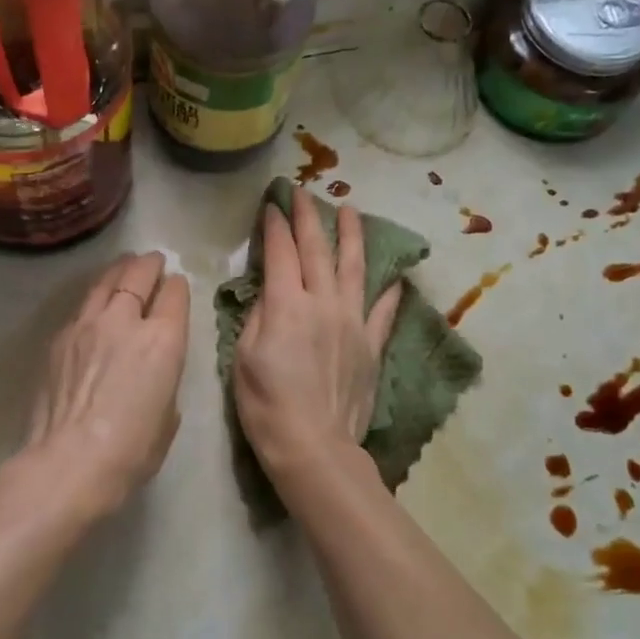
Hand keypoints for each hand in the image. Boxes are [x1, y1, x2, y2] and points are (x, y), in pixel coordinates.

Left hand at [15, 251, 190, 520]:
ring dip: (119, 271)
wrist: (69, 462)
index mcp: (164, 340)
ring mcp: (87, 325)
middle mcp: (126, 321)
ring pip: (105, 282)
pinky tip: (95, 305)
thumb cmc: (131, 451)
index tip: (177, 284)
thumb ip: (165, 382)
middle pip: (138, 275)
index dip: (178, 286)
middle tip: (153, 260)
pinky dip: (94, 299)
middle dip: (149, 265)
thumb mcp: (168, 417)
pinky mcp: (60, 338)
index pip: (174, 294)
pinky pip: (82, 307)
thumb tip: (152, 375)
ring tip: (124, 266)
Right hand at [234, 192, 401, 480]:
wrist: (313, 445)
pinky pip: (383, 310)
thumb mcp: (244, 356)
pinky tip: (395, 275)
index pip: (281, 253)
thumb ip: (259, 315)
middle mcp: (324, 303)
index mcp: (288, 304)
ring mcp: (353, 322)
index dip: (275, 226)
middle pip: (317, 250)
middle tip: (303, 192)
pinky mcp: (372, 345)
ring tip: (352, 210)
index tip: (272, 205)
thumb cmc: (266, 404)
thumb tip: (271, 291)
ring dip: (352, 235)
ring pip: (355, 268)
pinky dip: (390, 290)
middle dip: (309, 217)